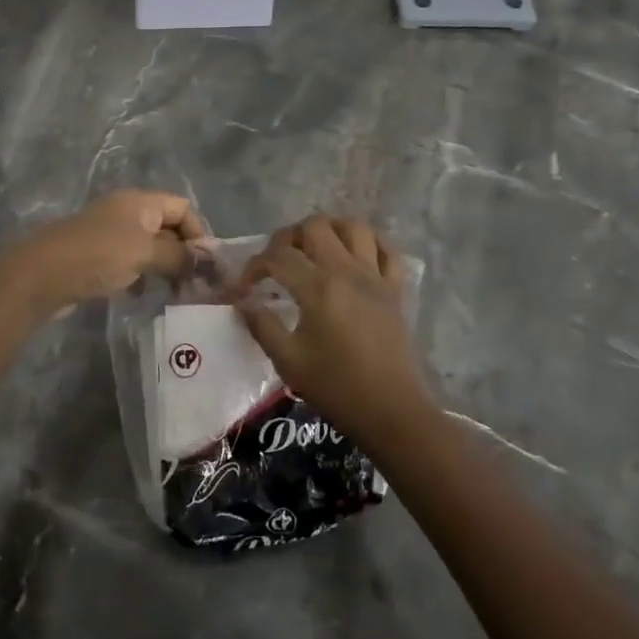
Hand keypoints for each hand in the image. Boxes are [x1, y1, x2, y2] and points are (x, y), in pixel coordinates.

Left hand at [0, 189, 205, 315]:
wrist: (41, 274)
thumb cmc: (98, 255)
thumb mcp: (145, 252)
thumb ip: (178, 256)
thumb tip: (203, 263)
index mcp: (140, 201)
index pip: (182, 207)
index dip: (198, 232)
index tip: (206, 264)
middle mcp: (126, 211)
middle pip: (166, 226)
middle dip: (183, 252)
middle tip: (194, 283)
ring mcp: (109, 233)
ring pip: (148, 246)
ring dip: (163, 266)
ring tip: (173, 292)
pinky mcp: (95, 255)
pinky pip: (129, 261)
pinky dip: (140, 275)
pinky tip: (141, 294)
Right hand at [236, 215, 434, 447]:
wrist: (391, 411)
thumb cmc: (337, 388)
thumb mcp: (289, 362)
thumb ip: (262, 326)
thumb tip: (243, 302)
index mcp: (317, 288)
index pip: (278, 256)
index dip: (255, 265)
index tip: (246, 286)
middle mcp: (346, 271)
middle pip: (315, 226)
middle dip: (289, 237)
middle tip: (279, 262)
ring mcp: (375, 276)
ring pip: (353, 227)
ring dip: (329, 230)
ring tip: (315, 250)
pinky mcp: (395, 289)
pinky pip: (386, 250)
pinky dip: (368, 245)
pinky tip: (354, 257)